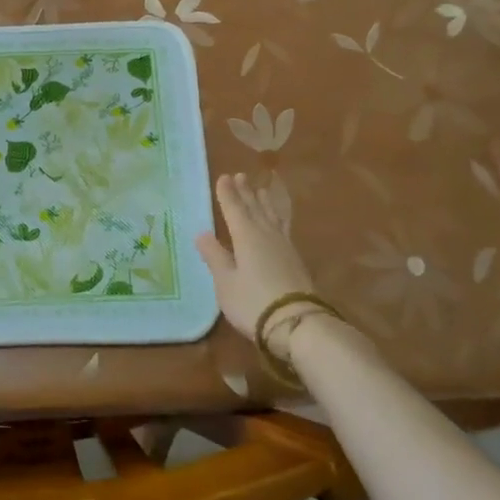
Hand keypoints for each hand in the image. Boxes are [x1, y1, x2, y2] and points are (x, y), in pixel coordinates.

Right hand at [194, 173, 318, 359]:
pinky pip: (283, 227)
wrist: (296, 323)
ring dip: (264, 202)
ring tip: (261, 190)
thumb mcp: (226, 282)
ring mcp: (284, 246)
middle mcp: (266, 235)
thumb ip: (215, 256)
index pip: (234, 209)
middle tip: (241, 176)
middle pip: (254, 209)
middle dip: (246, 193)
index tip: (223, 177)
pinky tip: (278, 221)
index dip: (227, 194)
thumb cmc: (253, 302)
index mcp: (246, 236)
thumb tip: (202, 233)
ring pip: (271, 216)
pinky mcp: (295, 259)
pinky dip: (277, 217)